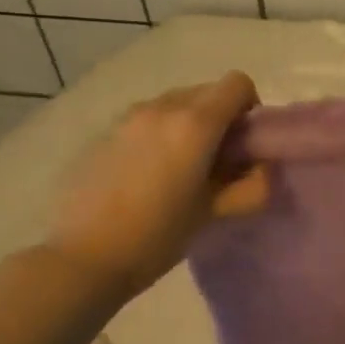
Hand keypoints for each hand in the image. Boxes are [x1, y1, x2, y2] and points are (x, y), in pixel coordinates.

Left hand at [47, 71, 266, 290]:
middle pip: (207, 91)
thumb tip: (263, 168)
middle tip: (215, 161)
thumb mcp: (216, 214)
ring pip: (175, 103)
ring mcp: (129, 116)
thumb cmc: (157, 236)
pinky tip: (145, 175)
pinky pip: (147, 119)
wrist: (81, 259)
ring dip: (188, 124)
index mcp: (195, 123)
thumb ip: (252, 186)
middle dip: (220, 117)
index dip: (250, 108)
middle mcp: (163, 107)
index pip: (238, 84)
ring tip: (178, 168)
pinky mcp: (105, 132)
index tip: (244, 143)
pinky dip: (158, 134)